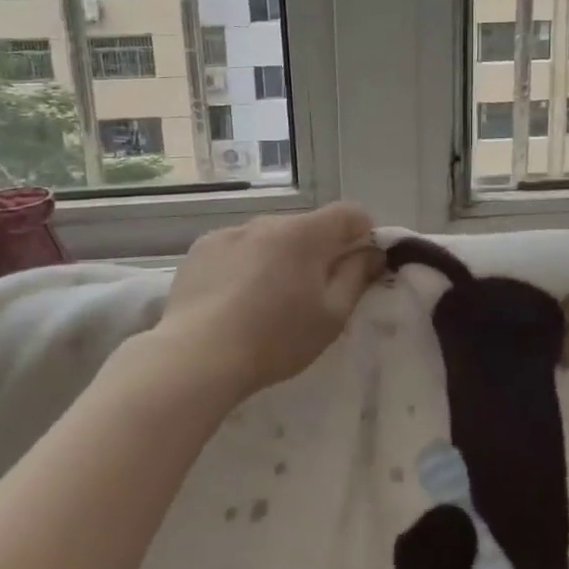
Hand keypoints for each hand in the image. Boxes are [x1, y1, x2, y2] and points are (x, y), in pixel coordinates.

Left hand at [159, 203, 385, 399]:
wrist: (197, 356)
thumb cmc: (276, 339)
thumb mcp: (332, 316)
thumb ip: (357, 276)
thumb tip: (371, 252)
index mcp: (305, 233)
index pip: (350, 213)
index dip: (363, 234)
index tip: (359, 266)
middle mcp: (268, 221)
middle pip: (307, 226)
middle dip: (319, 251)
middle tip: (313, 294)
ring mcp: (230, 232)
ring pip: (270, 238)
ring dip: (279, 257)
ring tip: (267, 301)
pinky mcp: (201, 248)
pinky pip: (237, 248)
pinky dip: (245, 264)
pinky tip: (233, 299)